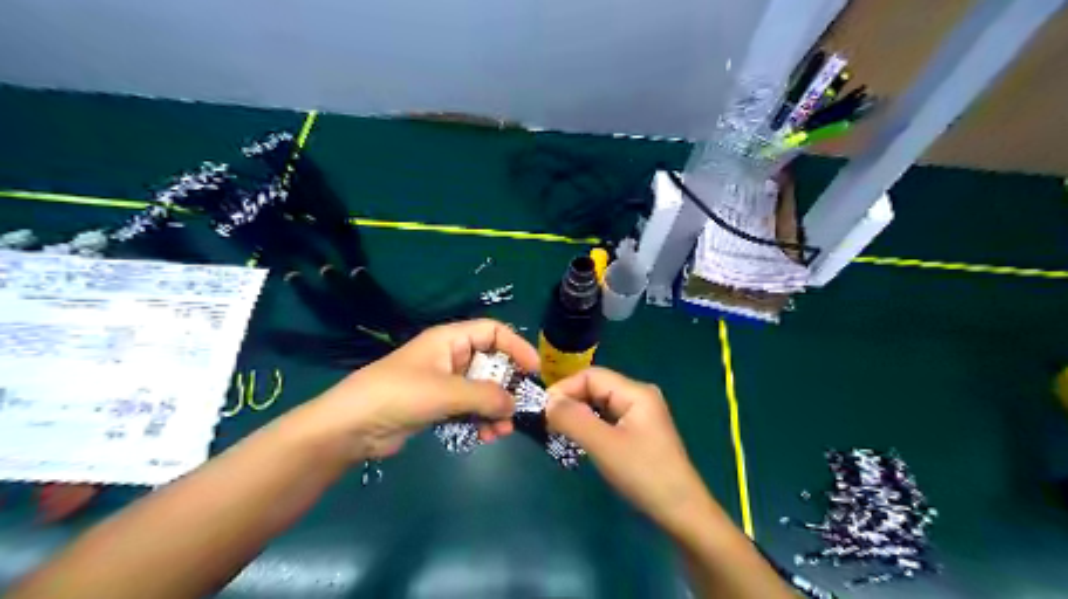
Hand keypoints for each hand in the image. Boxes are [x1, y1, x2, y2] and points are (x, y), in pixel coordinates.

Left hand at [293, 321, 537, 461]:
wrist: (350, 427)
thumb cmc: (398, 395)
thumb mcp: (445, 391)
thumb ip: (485, 396)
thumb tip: (514, 405)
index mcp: (450, 340)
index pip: (493, 332)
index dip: (516, 346)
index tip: (534, 370)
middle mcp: (450, 357)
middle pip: (491, 364)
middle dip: (506, 387)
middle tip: (519, 409)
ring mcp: (443, 383)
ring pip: (481, 391)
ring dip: (494, 409)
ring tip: (501, 431)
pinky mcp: (436, 407)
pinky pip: (468, 409)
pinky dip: (480, 421)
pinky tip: (485, 437)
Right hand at [547, 368, 711, 534]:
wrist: (681, 512)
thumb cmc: (644, 474)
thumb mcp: (604, 445)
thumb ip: (573, 419)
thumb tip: (547, 401)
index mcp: (635, 392)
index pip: (591, 376)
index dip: (565, 388)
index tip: (542, 409)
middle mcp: (638, 396)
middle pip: (595, 387)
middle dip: (570, 401)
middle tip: (547, 422)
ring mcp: (639, 415)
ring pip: (599, 404)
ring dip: (578, 414)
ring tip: (557, 430)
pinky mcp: (637, 432)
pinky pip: (606, 419)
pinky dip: (589, 426)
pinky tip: (578, 439)